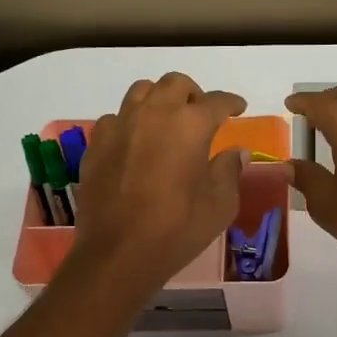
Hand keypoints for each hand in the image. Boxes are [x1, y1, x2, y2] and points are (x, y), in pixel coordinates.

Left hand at [68, 73, 246, 295]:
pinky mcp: (97, 144)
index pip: (217, 101)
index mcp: (191, 124)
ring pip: (141, 91)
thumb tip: (237, 152)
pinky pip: (116, 118)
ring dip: (159, 99)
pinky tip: (135, 143)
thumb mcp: (220, 204)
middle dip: (193, 93)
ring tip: (167, 120)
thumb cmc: (178, 228)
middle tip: (201, 113)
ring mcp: (120, 125)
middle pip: (175, 84)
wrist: (118, 252)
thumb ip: (229, 170)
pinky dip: (130, 122)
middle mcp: (154, 113)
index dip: (231, 102)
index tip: (239, 108)